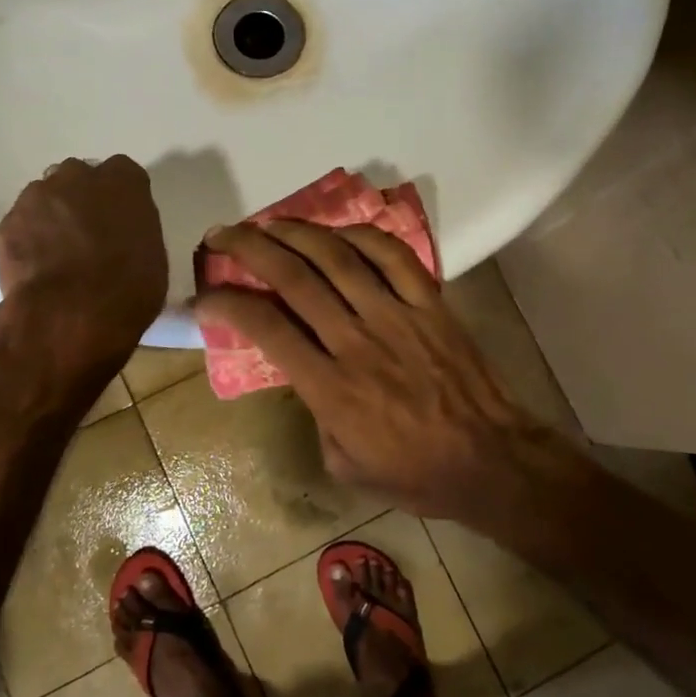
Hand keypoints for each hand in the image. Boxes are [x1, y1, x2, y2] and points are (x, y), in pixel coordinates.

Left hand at [0, 156, 166, 387]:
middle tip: (90, 231)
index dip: (120, 195)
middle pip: (79, 176)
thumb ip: (136, 230)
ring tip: (59, 251)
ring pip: (46, 196)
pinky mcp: (8, 222)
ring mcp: (38, 197)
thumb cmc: (128, 288)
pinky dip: (30, 237)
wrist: (71, 315)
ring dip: (53, 214)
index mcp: (123, 183)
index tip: (121, 216)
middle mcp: (79, 177)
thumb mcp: (153, 256)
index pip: (124, 172)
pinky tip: (38, 265)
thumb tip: (123, 233)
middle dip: (82, 197)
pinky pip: (22, 222)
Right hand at [194, 220, 571, 525]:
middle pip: (294, 278)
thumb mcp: (344, 463)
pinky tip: (339, 232)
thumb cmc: (414, 473)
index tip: (205, 295)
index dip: (227, 304)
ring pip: (339, 257)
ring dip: (297, 232)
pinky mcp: (431, 304)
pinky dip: (363, 236)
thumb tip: (305, 375)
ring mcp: (397, 315)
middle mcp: (357, 340)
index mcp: (331, 387)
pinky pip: (395, 256)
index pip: (266, 328)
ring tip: (270, 223)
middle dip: (250, 248)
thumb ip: (315, 414)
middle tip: (224, 235)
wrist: (490, 461)